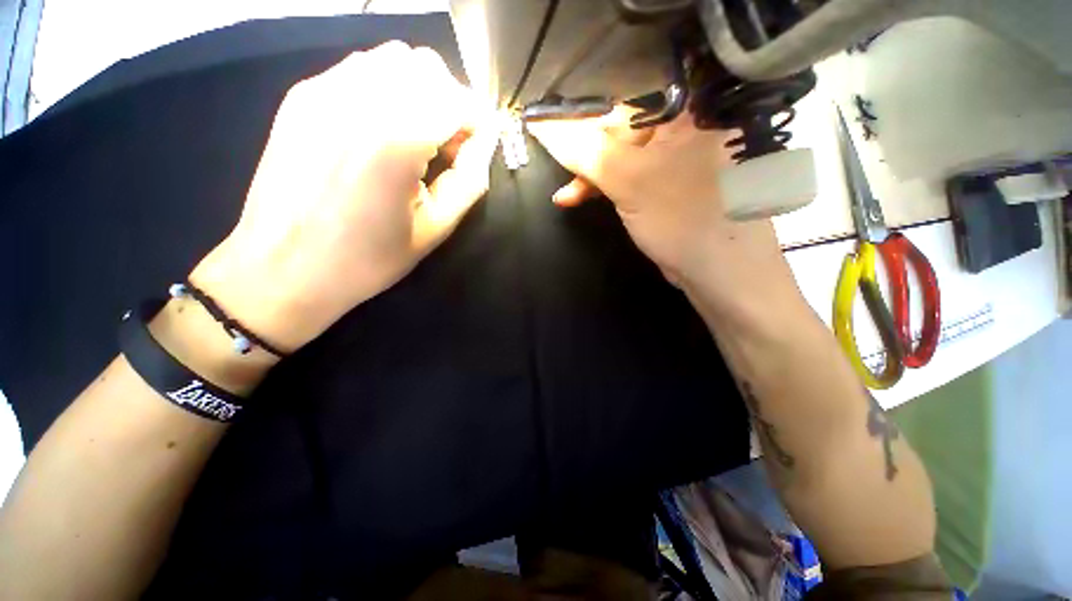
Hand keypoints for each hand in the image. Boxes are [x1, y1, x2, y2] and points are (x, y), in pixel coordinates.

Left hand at [189, 42, 497, 352]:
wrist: (283, 268)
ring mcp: (323, 91)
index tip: (477, 149)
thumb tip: (483, 145)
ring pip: (392, 59)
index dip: (479, 122)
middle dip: (451, 101)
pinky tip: (381, 131)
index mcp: (396, 141)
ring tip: (416, 137)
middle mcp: (359, 99)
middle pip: (427, 66)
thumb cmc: (367, 259)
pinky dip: (386, 90)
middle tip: (449, 145)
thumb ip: (469, 182)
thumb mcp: (435, 229)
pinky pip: (360, 70)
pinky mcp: (302, 97)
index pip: (458, 99)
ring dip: (419, 91)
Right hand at [528, 108, 792, 313]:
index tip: (550, 129)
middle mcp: (683, 127)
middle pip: (619, 130)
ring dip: (590, 177)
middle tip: (559, 170)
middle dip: (586, 155)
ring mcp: (673, 158)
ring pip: (620, 158)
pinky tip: (578, 198)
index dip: (584, 116)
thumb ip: (588, 153)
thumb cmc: (682, 217)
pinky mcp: (664, 185)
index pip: (625, 99)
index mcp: (687, 110)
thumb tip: (543, 126)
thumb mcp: (632, 181)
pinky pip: (627, 177)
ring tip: (565, 196)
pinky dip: (603, 189)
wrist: (718, 270)